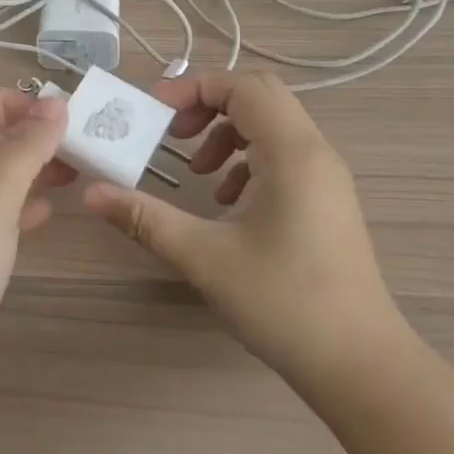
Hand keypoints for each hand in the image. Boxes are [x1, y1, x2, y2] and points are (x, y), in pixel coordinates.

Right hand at [82, 70, 408, 385]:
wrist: (362, 366)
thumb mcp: (204, 257)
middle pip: (260, 96)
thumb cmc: (284, 303)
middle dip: (210, 105)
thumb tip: (91, 193)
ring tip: (199, 172)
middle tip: (175, 135)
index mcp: (291, 152)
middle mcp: (315, 152)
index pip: (242, 86)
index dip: (194, 88)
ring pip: (273, 125)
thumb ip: (145, 218)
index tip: (155, 113)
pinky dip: (249, 159)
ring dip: (229, 132)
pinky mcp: (328, 201)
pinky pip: (285, 155)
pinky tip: (228, 201)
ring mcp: (327, 177)